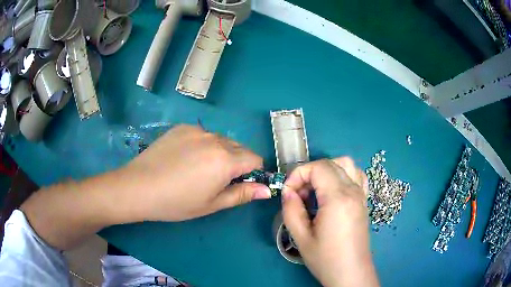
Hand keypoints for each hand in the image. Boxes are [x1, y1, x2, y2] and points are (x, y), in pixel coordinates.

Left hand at [122, 124, 271, 221]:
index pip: (255, 159)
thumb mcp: (212, 204)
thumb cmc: (176, 202)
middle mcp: (215, 139)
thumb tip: (267, 190)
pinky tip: (185, 158)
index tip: (241, 184)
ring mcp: (197, 130)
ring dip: (220, 153)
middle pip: (240, 148)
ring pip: (221, 140)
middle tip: (218, 180)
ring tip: (199, 169)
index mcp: (225, 160)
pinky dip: (202, 145)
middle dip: (237, 163)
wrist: (138, 187)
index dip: (253, 173)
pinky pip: (203, 135)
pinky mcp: (182, 127)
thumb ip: (242, 194)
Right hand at [282, 158, 378, 286]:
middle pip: (330, 163)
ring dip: (327, 170)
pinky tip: (334, 190)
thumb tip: (288, 192)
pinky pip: (357, 175)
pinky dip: (343, 174)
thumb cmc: (326, 259)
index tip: (288, 193)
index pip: (318, 167)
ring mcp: (361, 195)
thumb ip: (291, 210)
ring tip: (315, 190)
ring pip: (346, 164)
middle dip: (309, 173)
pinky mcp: (364, 201)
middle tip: (298, 194)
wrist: (351, 273)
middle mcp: (353, 191)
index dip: (298, 175)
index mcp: (338, 198)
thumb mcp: (302, 238)